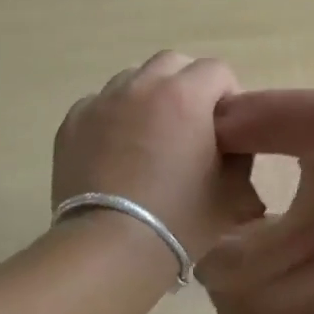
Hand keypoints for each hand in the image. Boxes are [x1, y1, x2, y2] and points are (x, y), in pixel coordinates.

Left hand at [52, 52, 259, 259]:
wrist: (110, 249)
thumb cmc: (180, 220)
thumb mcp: (233, 191)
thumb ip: (240, 153)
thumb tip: (231, 140)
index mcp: (186, 95)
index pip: (217, 70)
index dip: (227, 96)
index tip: (226, 128)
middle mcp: (143, 85)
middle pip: (173, 63)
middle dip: (188, 85)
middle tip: (190, 125)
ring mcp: (103, 101)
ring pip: (134, 78)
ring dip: (149, 96)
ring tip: (150, 135)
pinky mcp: (73, 121)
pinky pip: (101, 103)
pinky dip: (114, 116)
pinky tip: (117, 150)